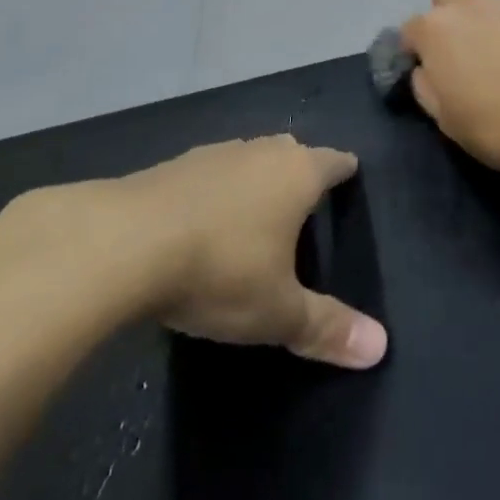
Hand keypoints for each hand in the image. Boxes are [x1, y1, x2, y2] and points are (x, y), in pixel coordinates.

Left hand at [0, 139, 387, 368]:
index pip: (333, 162)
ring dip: (251, 178)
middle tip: (303, 200)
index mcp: (296, 174)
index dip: (344, 170)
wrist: (119, 244)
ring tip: (252, 210)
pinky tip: (198, 219)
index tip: (349, 176)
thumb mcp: (276, 311)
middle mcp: (257, 152)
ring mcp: (209, 154)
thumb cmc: (219, 270)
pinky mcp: (167, 167)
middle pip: (289, 151)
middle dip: (298, 170)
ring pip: (244, 157)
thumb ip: (327, 327)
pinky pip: (204, 173)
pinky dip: (211, 191)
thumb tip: (380, 348)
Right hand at [401, 0, 499, 193]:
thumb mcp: (447, 120)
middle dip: (447, 8)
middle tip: (465, 46)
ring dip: (488, 15)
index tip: (431, 71)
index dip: (417, 50)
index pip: (411, 29)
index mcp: (437, 30)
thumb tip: (425, 69)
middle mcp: (470, 2)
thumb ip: (427, 87)